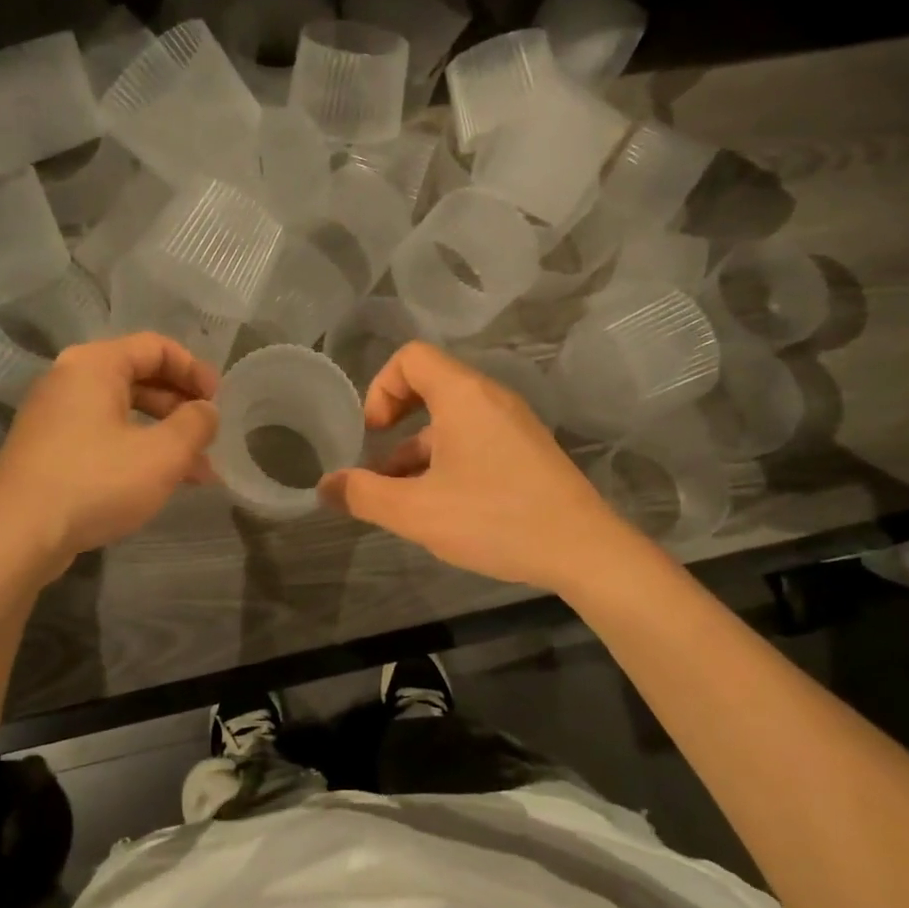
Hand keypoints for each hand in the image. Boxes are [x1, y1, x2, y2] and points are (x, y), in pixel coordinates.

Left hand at [0, 333, 219, 578]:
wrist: (15, 538)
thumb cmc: (95, 482)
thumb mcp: (162, 454)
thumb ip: (195, 424)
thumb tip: (206, 411)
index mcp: (94, 365)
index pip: (156, 346)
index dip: (194, 369)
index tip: (218, 401)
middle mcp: (69, 380)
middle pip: (139, 377)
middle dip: (182, 407)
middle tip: (209, 435)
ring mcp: (54, 416)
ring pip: (123, 412)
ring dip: (165, 435)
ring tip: (198, 472)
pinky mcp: (48, 450)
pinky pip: (103, 436)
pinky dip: (136, 450)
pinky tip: (161, 483)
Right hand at [317, 341, 632, 591]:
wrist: (583, 550)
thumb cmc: (495, 519)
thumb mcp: (417, 512)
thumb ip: (364, 495)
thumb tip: (325, 487)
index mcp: (463, 396)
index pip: (411, 357)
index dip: (380, 387)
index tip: (373, 432)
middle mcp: (491, 398)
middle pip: (431, 385)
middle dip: (396, 420)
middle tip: (379, 460)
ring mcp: (514, 424)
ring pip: (452, 419)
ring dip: (419, 448)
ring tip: (401, 496)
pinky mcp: (528, 450)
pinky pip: (476, 438)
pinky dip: (448, 459)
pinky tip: (441, 505)